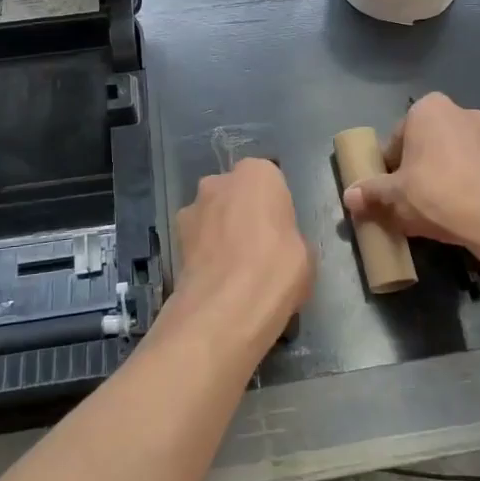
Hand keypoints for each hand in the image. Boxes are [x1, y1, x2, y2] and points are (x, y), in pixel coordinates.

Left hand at [166, 159, 312, 355]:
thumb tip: (281, 248)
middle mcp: (219, 182)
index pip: (268, 182)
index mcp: (258, 173)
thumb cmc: (277, 268)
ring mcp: (192, 209)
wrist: (227, 307)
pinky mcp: (173, 239)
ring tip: (233, 271)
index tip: (280, 233)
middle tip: (257, 250)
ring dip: (219, 234)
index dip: (273, 209)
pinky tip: (216, 282)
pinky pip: (197, 242)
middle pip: (234, 195)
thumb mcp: (305, 254)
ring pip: (211, 217)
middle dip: (241, 215)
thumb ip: (289, 238)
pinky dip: (204, 256)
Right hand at [342, 93, 479, 253]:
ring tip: (435, 208)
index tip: (389, 190)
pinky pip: (474, 167)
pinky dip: (465, 183)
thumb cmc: (436, 193)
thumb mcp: (394, 195)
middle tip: (409, 200)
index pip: (397, 138)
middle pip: (425, 144)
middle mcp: (459, 111)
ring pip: (451, 155)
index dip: (389, 167)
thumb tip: (349, 196)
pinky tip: (460, 209)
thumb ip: (370, 192)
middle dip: (416, 168)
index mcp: (427, 108)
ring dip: (441, 175)